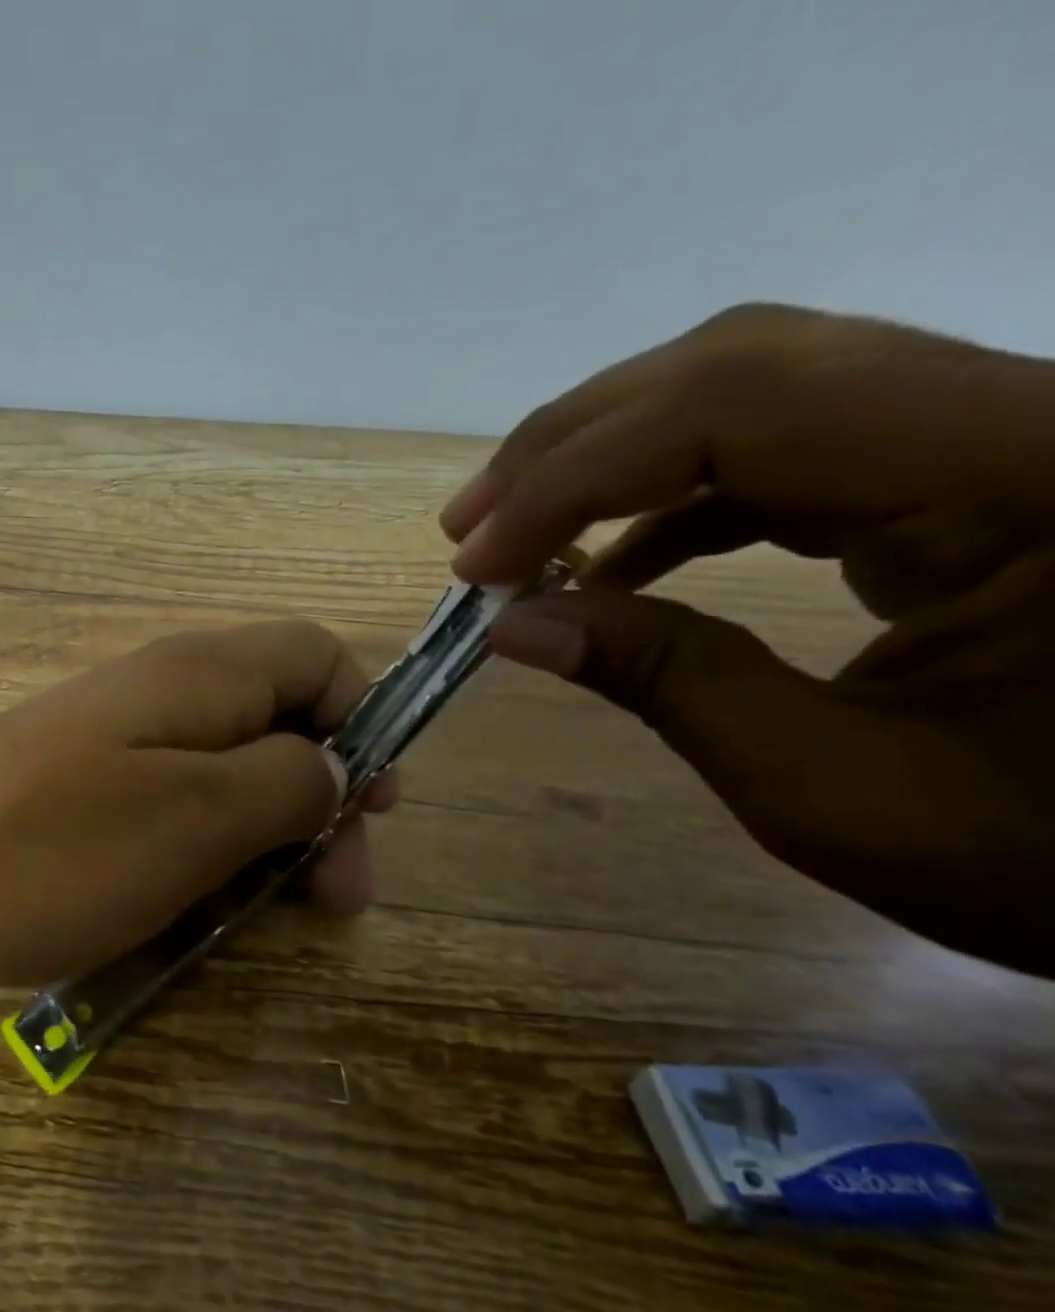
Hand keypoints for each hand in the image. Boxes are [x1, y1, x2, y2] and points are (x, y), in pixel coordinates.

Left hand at [0, 619, 397, 989]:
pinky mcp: (80, 800)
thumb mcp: (196, 817)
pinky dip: (197, 863)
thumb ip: (287, 782)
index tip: (376, 807)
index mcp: (201, 676)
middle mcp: (162, 697)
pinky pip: (167, 819)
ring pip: (224, 783)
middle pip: (277, 728)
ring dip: (261, 845)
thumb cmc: (53, 847)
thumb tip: (338, 765)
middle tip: (333, 898)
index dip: (364, 720)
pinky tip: (191, 919)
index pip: (317, 656)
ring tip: (266, 920)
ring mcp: (115, 750)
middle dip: (320, 806)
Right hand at [440, 303, 1054, 972]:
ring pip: (758, 381)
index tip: (480, 566)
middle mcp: (1022, 409)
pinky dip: (672, 494)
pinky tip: (613, 559)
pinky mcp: (965, 464)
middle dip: (575, 444)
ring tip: (517, 532)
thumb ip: (669, 684)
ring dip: (612, 455)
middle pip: (742, 361)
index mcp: (1027, 476)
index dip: (579, 479)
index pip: (744, 412)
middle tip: (471, 528)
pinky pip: (788, 442)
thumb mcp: (835, 790)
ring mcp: (995, 428)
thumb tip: (514, 627)